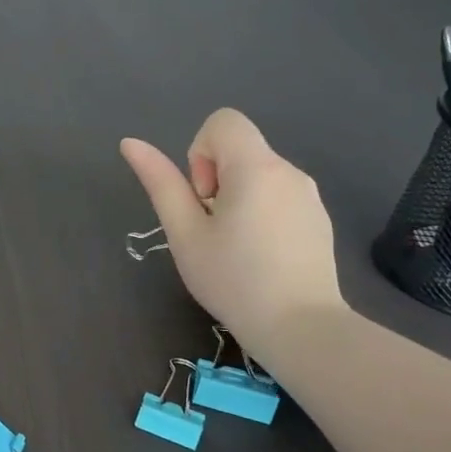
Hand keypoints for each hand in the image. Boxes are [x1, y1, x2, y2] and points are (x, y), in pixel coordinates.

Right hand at [120, 109, 345, 356]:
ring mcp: (309, 195)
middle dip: (216, 180)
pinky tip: (261, 257)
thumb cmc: (233, 280)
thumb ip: (160, 183)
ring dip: (237, 198)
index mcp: (256, 167)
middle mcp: (289, 170)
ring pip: (258, 175)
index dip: (200, 153)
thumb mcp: (185, 233)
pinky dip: (261, 213)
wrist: (301, 329)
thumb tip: (131, 143)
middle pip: (239, 150)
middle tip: (212, 231)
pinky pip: (279, 196)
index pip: (222, 122)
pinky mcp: (319, 219)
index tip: (203, 199)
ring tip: (235, 247)